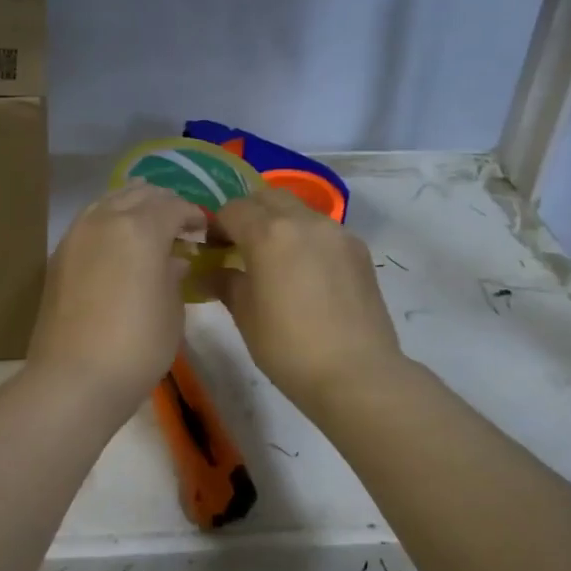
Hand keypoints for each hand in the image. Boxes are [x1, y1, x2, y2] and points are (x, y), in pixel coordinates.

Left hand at [25, 182, 206, 413]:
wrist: (75, 378)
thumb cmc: (138, 346)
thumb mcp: (172, 311)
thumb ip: (174, 275)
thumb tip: (173, 260)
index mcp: (140, 228)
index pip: (174, 206)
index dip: (193, 215)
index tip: (203, 231)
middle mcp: (105, 220)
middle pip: (138, 193)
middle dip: (163, 204)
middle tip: (179, 227)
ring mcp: (76, 235)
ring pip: (108, 201)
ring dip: (133, 208)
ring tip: (148, 232)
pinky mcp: (59, 255)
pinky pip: (89, 222)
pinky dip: (109, 223)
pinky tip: (120, 247)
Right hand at [211, 187, 405, 412]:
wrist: (356, 373)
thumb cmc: (288, 347)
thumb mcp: (245, 316)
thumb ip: (225, 283)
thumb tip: (210, 272)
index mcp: (269, 234)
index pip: (233, 210)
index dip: (217, 226)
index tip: (213, 250)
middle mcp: (305, 221)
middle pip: (268, 198)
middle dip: (249, 214)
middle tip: (240, 246)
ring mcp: (337, 232)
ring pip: (299, 210)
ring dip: (280, 223)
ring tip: (275, 260)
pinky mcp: (359, 250)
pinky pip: (323, 230)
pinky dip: (306, 239)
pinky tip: (306, 273)